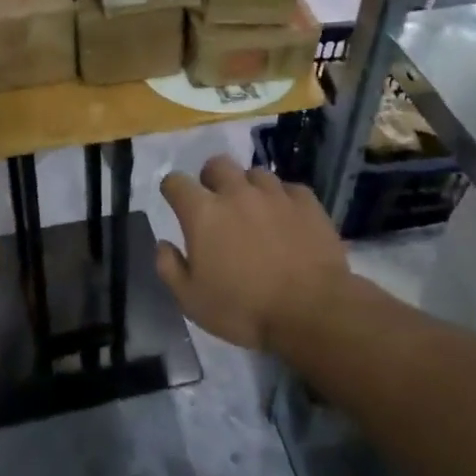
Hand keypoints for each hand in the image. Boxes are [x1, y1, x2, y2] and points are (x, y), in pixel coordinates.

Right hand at [155, 156, 349, 353]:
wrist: (312, 310)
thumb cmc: (244, 309)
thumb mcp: (192, 301)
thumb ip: (170, 268)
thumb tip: (163, 244)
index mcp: (203, 213)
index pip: (176, 182)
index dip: (172, 189)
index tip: (175, 201)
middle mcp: (236, 193)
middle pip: (217, 164)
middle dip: (211, 178)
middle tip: (215, 202)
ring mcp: (275, 194)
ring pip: (255, 173)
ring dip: (248, 187)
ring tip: (254, 210)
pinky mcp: (307, 202)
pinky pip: (288, 188)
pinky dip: (282, 199)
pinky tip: (286, 218)